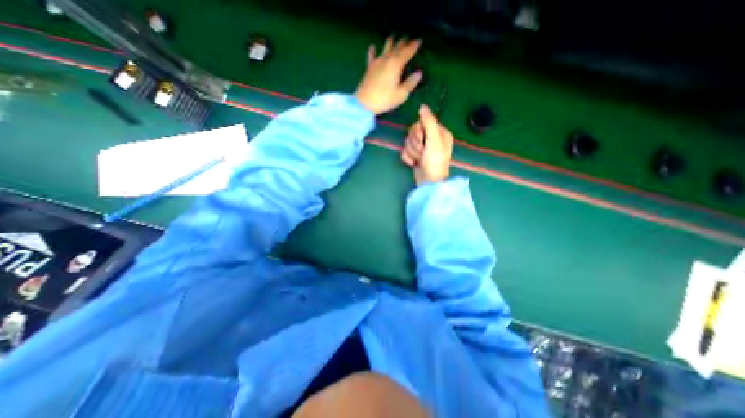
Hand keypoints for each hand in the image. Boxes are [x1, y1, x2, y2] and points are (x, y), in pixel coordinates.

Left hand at [353, 36, 421, 113]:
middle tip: (408, 38)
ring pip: (385, 48)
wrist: (364, 103)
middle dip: (403, 42)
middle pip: (397, 47)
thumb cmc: (384, 99)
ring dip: (390, 41)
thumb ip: (410, 83)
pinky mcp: (369, 68)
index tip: (419, 40)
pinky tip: (373, 46)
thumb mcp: (401, 94)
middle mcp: (387, 59)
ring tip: (393, 37)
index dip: (414, 46)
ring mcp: (377, 62)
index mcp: (396, 64)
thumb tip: (418, 73)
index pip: (407, 52)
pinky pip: (371, 56)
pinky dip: (372, 50)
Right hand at [401, 104, 453, 184]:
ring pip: (408, 141)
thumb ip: (429, 122)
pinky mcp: (415, 155)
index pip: (421, 122)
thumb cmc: (434, 162)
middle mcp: (431, 138)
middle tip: (421, 152)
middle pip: (413, 132)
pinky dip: (408, 158)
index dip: (418, 132)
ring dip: (412, 152)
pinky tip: (414, 163)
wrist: (428, 182)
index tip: (422, 140)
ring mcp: (423, 147)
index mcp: (439, 132)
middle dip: (415, 143)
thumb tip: (422, 106)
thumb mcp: (434, 141)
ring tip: (419, 160)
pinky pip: (405, 151)